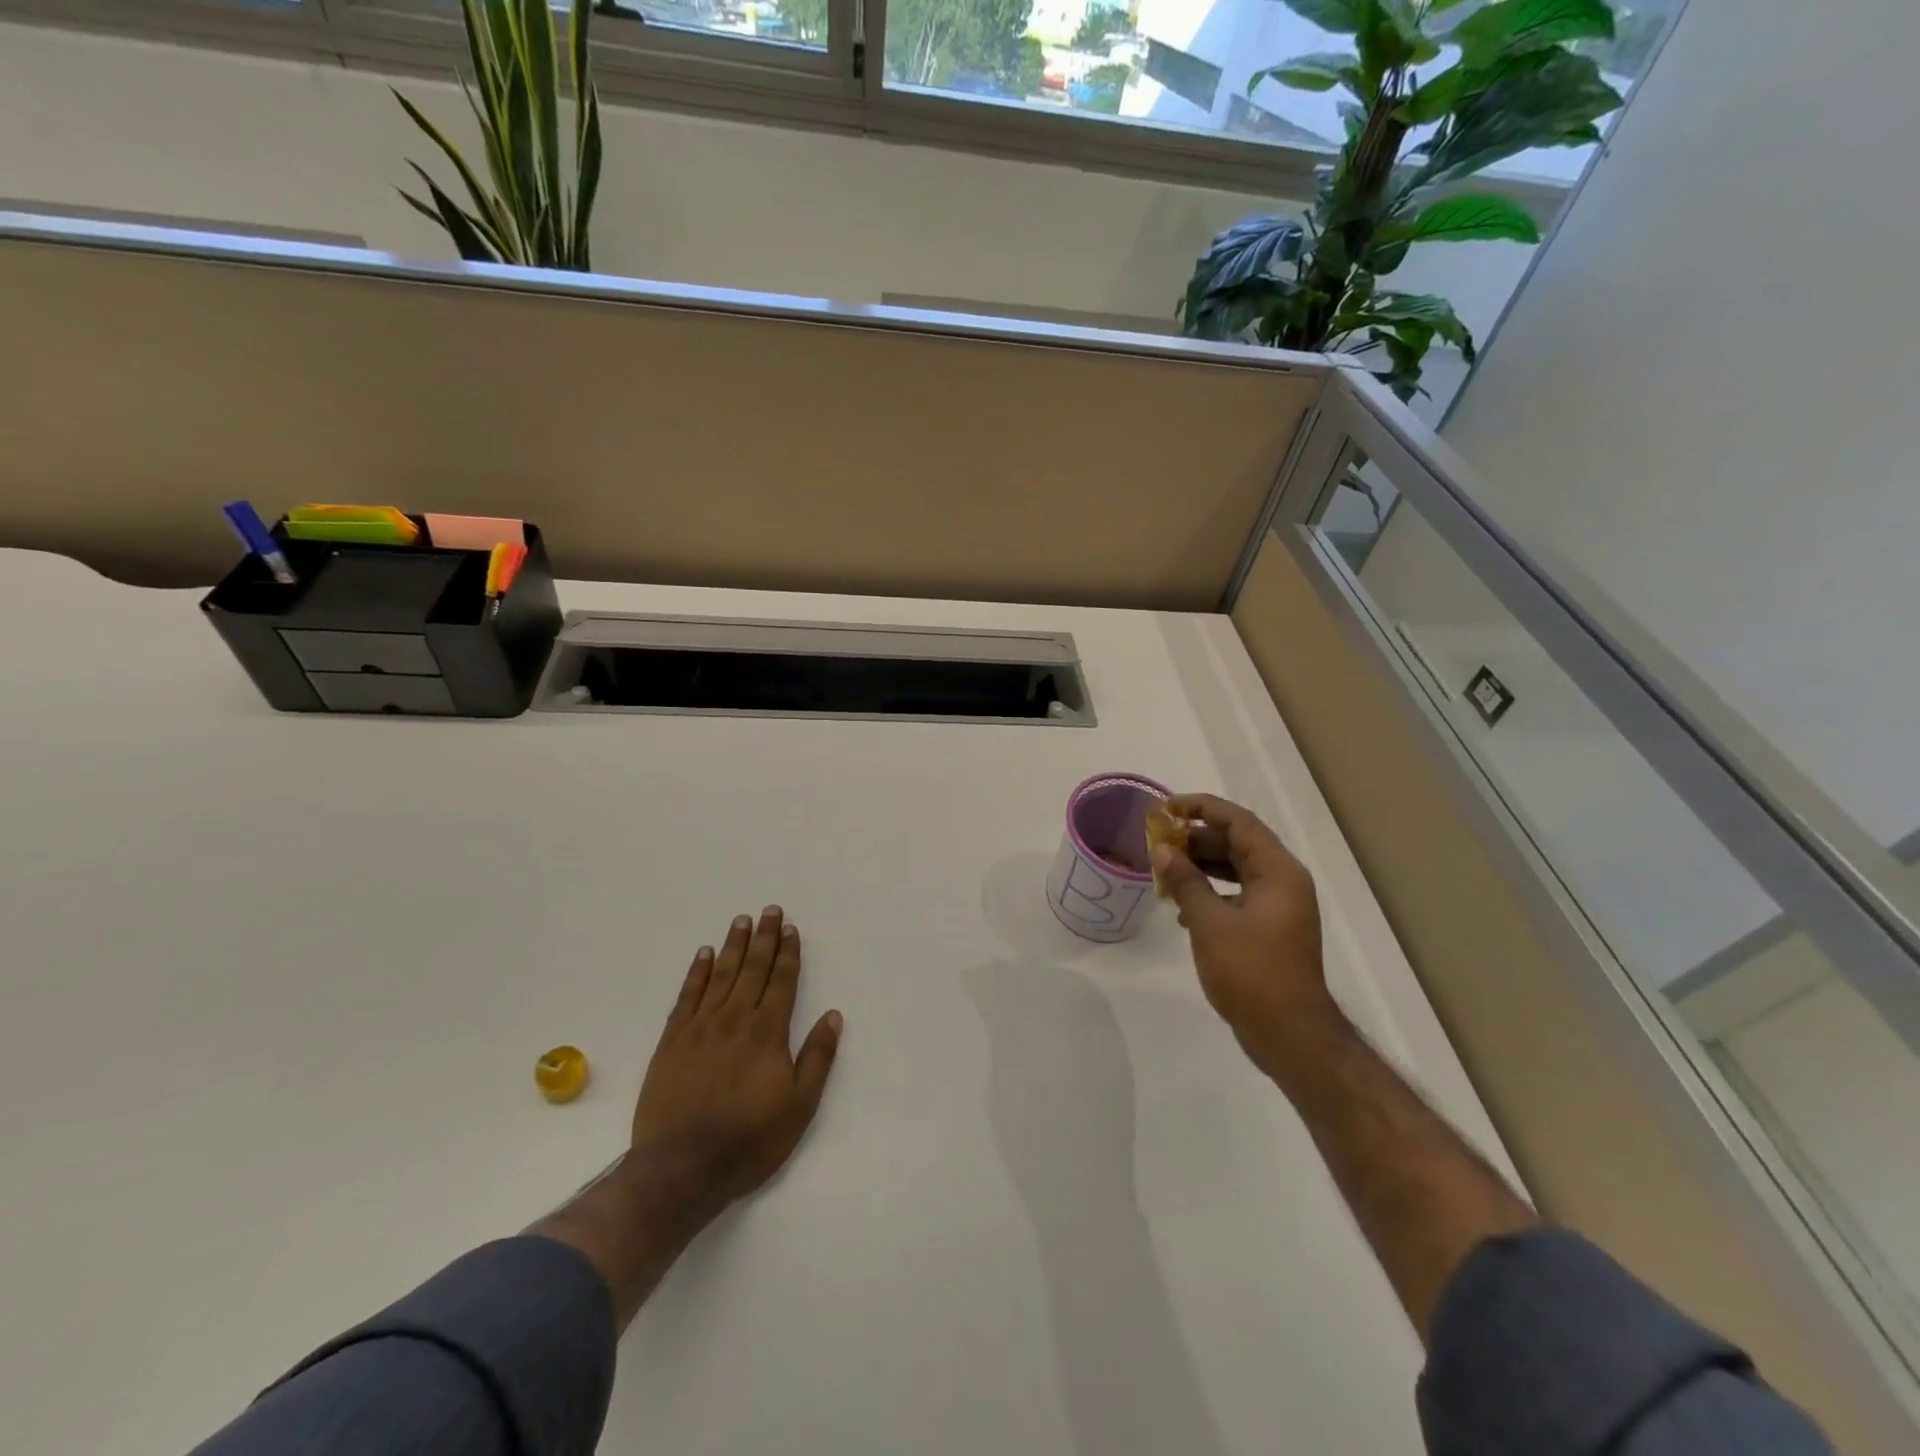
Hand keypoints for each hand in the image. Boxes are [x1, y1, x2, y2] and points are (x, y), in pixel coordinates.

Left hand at [630, 905, 843, 1208]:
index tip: (791, 929)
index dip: (789, 953)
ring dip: (733, 946)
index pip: (782, 981)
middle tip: (770, 910)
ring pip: (721, 975)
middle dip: (764, 938)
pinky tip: (703, 954)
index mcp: (768, 1032)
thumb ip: (817, 1058)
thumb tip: (833, 1015)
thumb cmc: (749, 1140)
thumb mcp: (799, 1106)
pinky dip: (696, 972)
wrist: (681, 1169)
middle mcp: (736, 1019)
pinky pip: (687, 996)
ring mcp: (700, 1027)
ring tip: (741, 921)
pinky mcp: (672, 1041)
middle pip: (753, 968)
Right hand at [1152, 794, 1343, 1075]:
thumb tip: (1163, 850)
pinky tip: (1182, 907)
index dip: (1201, 808)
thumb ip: (1186, 881)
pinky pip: (1239, 894)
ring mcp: (1280, 906)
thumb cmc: (1251, 972)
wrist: (1289, 1033)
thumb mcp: (1210, 923)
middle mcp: (1284, 881)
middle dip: (1197, 839)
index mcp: (1278, 871)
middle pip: (1238, 843)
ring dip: (1202, 865)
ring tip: (1165, 868)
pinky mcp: (1271, 928)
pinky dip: (1211, 891)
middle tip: (1158, 841)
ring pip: (1237, 869)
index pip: (1238, 822)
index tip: (1166, 808)